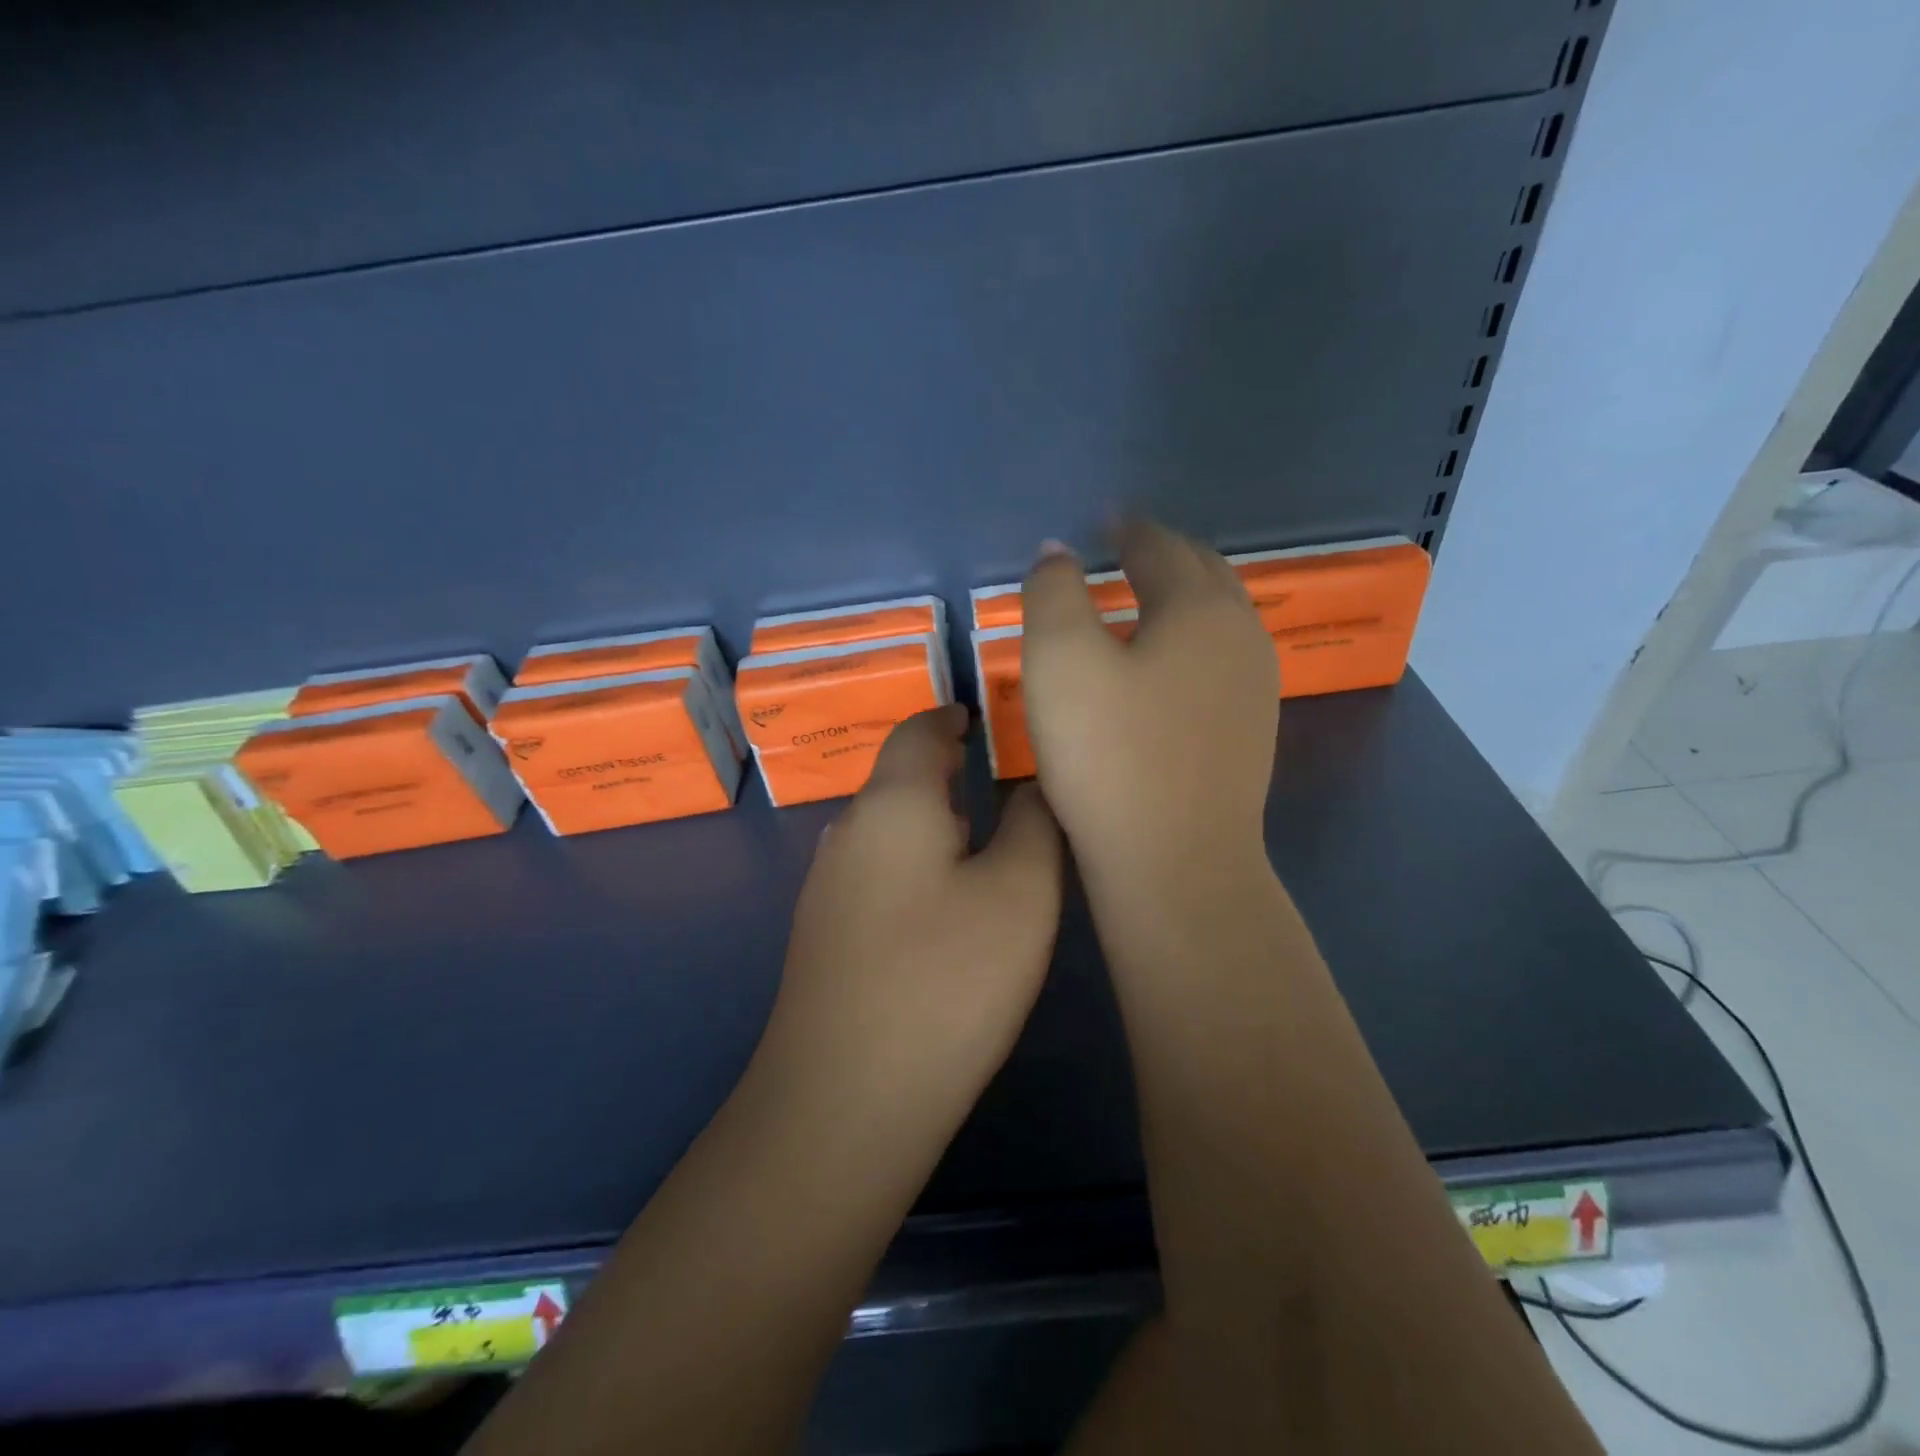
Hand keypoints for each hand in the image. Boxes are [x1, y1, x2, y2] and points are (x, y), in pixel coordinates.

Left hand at [759, 705, 1063, 1116]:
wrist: (844, 1101)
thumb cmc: (945, 980)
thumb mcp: (1020, 893)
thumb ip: (1035, 822)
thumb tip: (1031, 783)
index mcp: (892, 803)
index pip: (918, 731)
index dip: (953, 716)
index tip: (988, 717)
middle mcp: (848, 832)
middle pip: (901, 779)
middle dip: (951, 772)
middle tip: (1006, 781)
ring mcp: (828, 887)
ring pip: (890, 830)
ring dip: (935, 822)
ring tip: (986, 838)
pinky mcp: (825, 936)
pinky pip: (878, 873)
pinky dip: (917, 865)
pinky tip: (945, 906)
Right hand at [1021, 519, 1277, 896]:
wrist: (1176, 863)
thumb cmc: (1110, 755)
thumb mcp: (1059, 661)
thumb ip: (1053, 593)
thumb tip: (1058, 552)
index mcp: (1199, 608)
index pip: (1160, 546)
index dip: (1126, 528)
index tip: (1104, 520)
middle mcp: (1240, 636)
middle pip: (1202, 574)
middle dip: (1163, 554)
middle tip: (1124, 549)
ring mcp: (1254, 688)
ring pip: (1216, 619)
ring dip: (1179, 598)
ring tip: (1140, 600)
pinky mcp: (1248, 732)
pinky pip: (1217, 662)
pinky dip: (1187, 643)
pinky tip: (1162, 667)